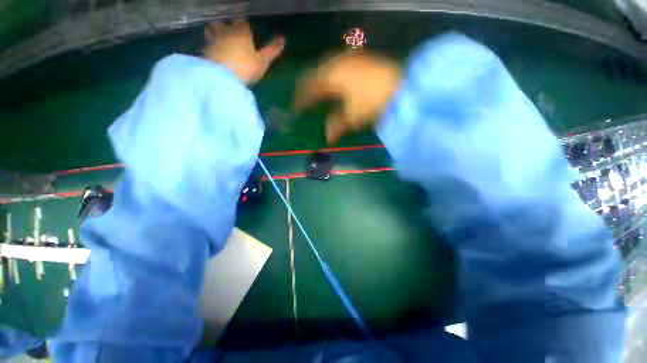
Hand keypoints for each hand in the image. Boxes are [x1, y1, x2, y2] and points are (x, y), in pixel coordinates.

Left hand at [202, 19, 285, 84]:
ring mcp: (213, 39)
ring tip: (218, 41)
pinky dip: (208, 46)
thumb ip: (272, 50)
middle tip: (230, 36)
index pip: (242, 22)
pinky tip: (212, 53)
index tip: (247, 33)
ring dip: (214, 32)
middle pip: (223, 23)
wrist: (223, 77)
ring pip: (211, 29)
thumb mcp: (263, 61)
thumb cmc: (247, 67)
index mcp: (241, 32)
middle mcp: (226, 31)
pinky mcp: (204, 50)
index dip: (244, 27)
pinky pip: (205, 44)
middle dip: (226, 27)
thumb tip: (283, 39)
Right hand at [294, 52, 401, 142]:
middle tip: (303, 98)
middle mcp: (337, 64)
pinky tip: (335, 81)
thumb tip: (327, 138)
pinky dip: (332, 74)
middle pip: (316, 74)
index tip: (295, 108)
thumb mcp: (352, 118)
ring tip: (317, 90)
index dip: (301, 99)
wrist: (403, 87)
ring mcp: (350, 59)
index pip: (309, 88)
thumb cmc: (374, 103)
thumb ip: (336, 125)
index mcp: (332, 78)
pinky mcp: (361, 59)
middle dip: (308, 87)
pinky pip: (339, 65)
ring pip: (327, 67)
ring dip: (320, 79)